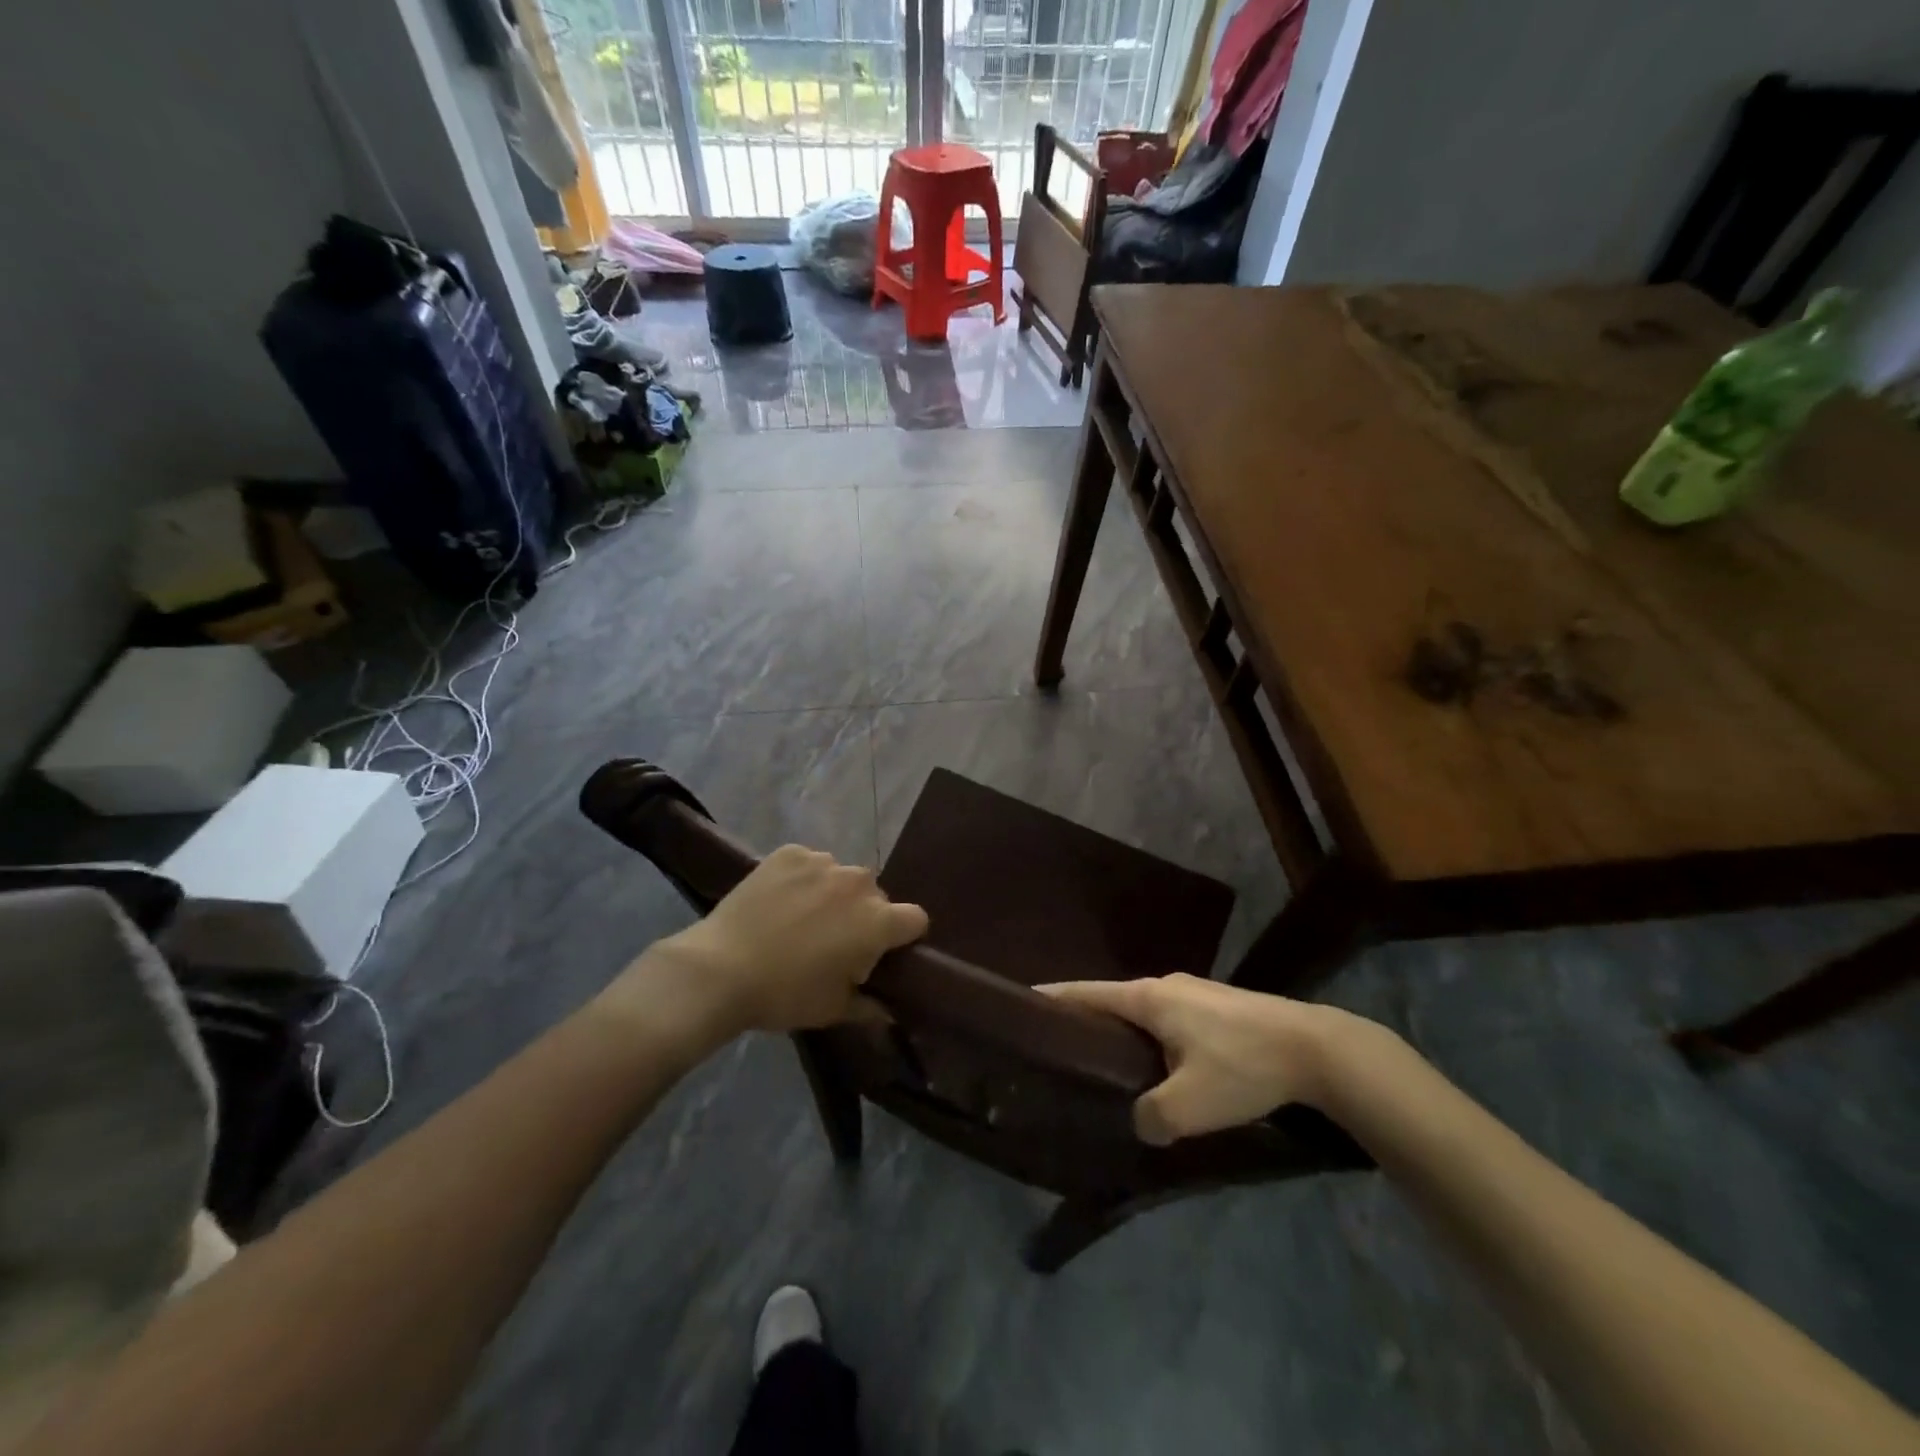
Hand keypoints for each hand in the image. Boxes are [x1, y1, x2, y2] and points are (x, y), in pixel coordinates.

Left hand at [633, 846, 927, 1036]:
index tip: (883, 952)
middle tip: (834, 941)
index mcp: (877, 921)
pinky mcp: (790, 853)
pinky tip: (779, 901)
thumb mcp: (833, 1010)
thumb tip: (888, 1010)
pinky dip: (801, 879)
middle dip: (863, 915)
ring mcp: (822, 862)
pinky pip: (809, 863)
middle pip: (875, 895)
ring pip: (840, 876)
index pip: (915, 919)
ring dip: (832, 894)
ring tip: (801, 919)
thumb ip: (870, 1006)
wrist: (720, 968)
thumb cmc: (784, 995)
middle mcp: (857, 883)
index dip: (903, 936)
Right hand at [1040, 973, 1346, 1143]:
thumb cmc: (1243, 1066)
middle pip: (1111, 999)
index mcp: (1148, 998)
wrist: (1317, 1048)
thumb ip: (1150, 1117)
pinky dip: (1151, 1036)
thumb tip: (1138, 1121)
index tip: (1023, 1004)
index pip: (1085, 993)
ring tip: (1105, 1062)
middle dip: (1085, 1020)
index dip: (1053, 999)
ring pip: (1143, 1011)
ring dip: (1122, 1031)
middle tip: (1061, 1050)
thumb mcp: (1189, 1106)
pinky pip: (1169, 1018)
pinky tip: (1158, 1065)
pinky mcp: (1218, 1007)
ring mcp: (1194, 992)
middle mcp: (1165, 985)